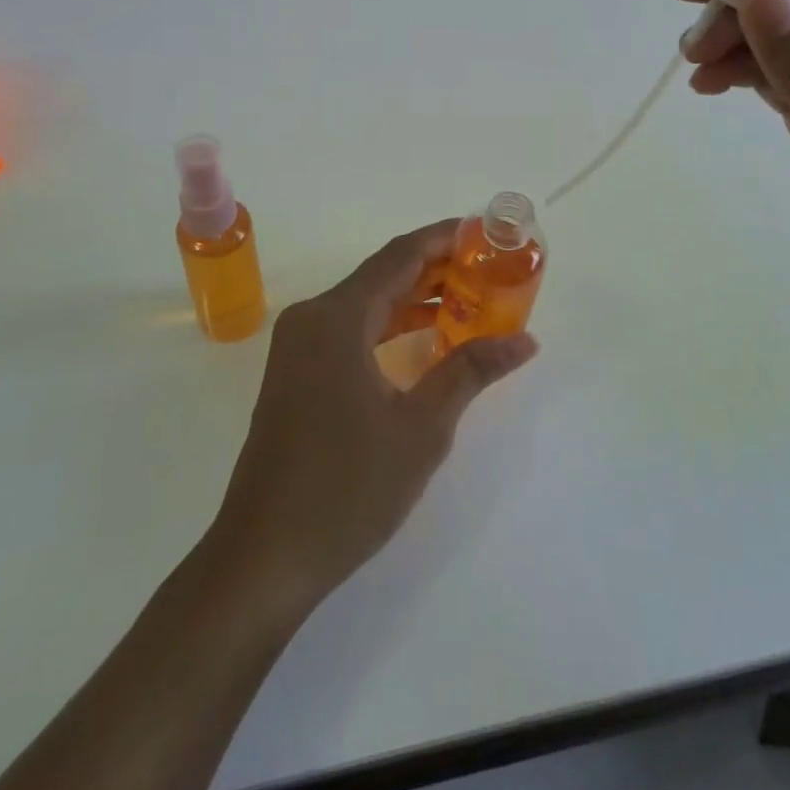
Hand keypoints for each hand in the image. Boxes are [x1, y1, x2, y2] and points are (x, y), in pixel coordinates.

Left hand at [207, 221, 538, 617]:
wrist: (264, 558)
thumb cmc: (347, 488)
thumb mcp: (421, 428)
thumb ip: (470, 371)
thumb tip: (525, 340)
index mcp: (337, 317)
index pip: (400, 256)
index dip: (444, 238)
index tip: (485, 231)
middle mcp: (312, 318)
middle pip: (382, 275)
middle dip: (436, 268)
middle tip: (489, 267)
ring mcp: (299, 347)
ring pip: (366, 303)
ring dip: (414, 298)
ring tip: (470, 299)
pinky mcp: (296, 374)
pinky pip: (350, 330)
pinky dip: (389, 326)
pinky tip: (426, 338)